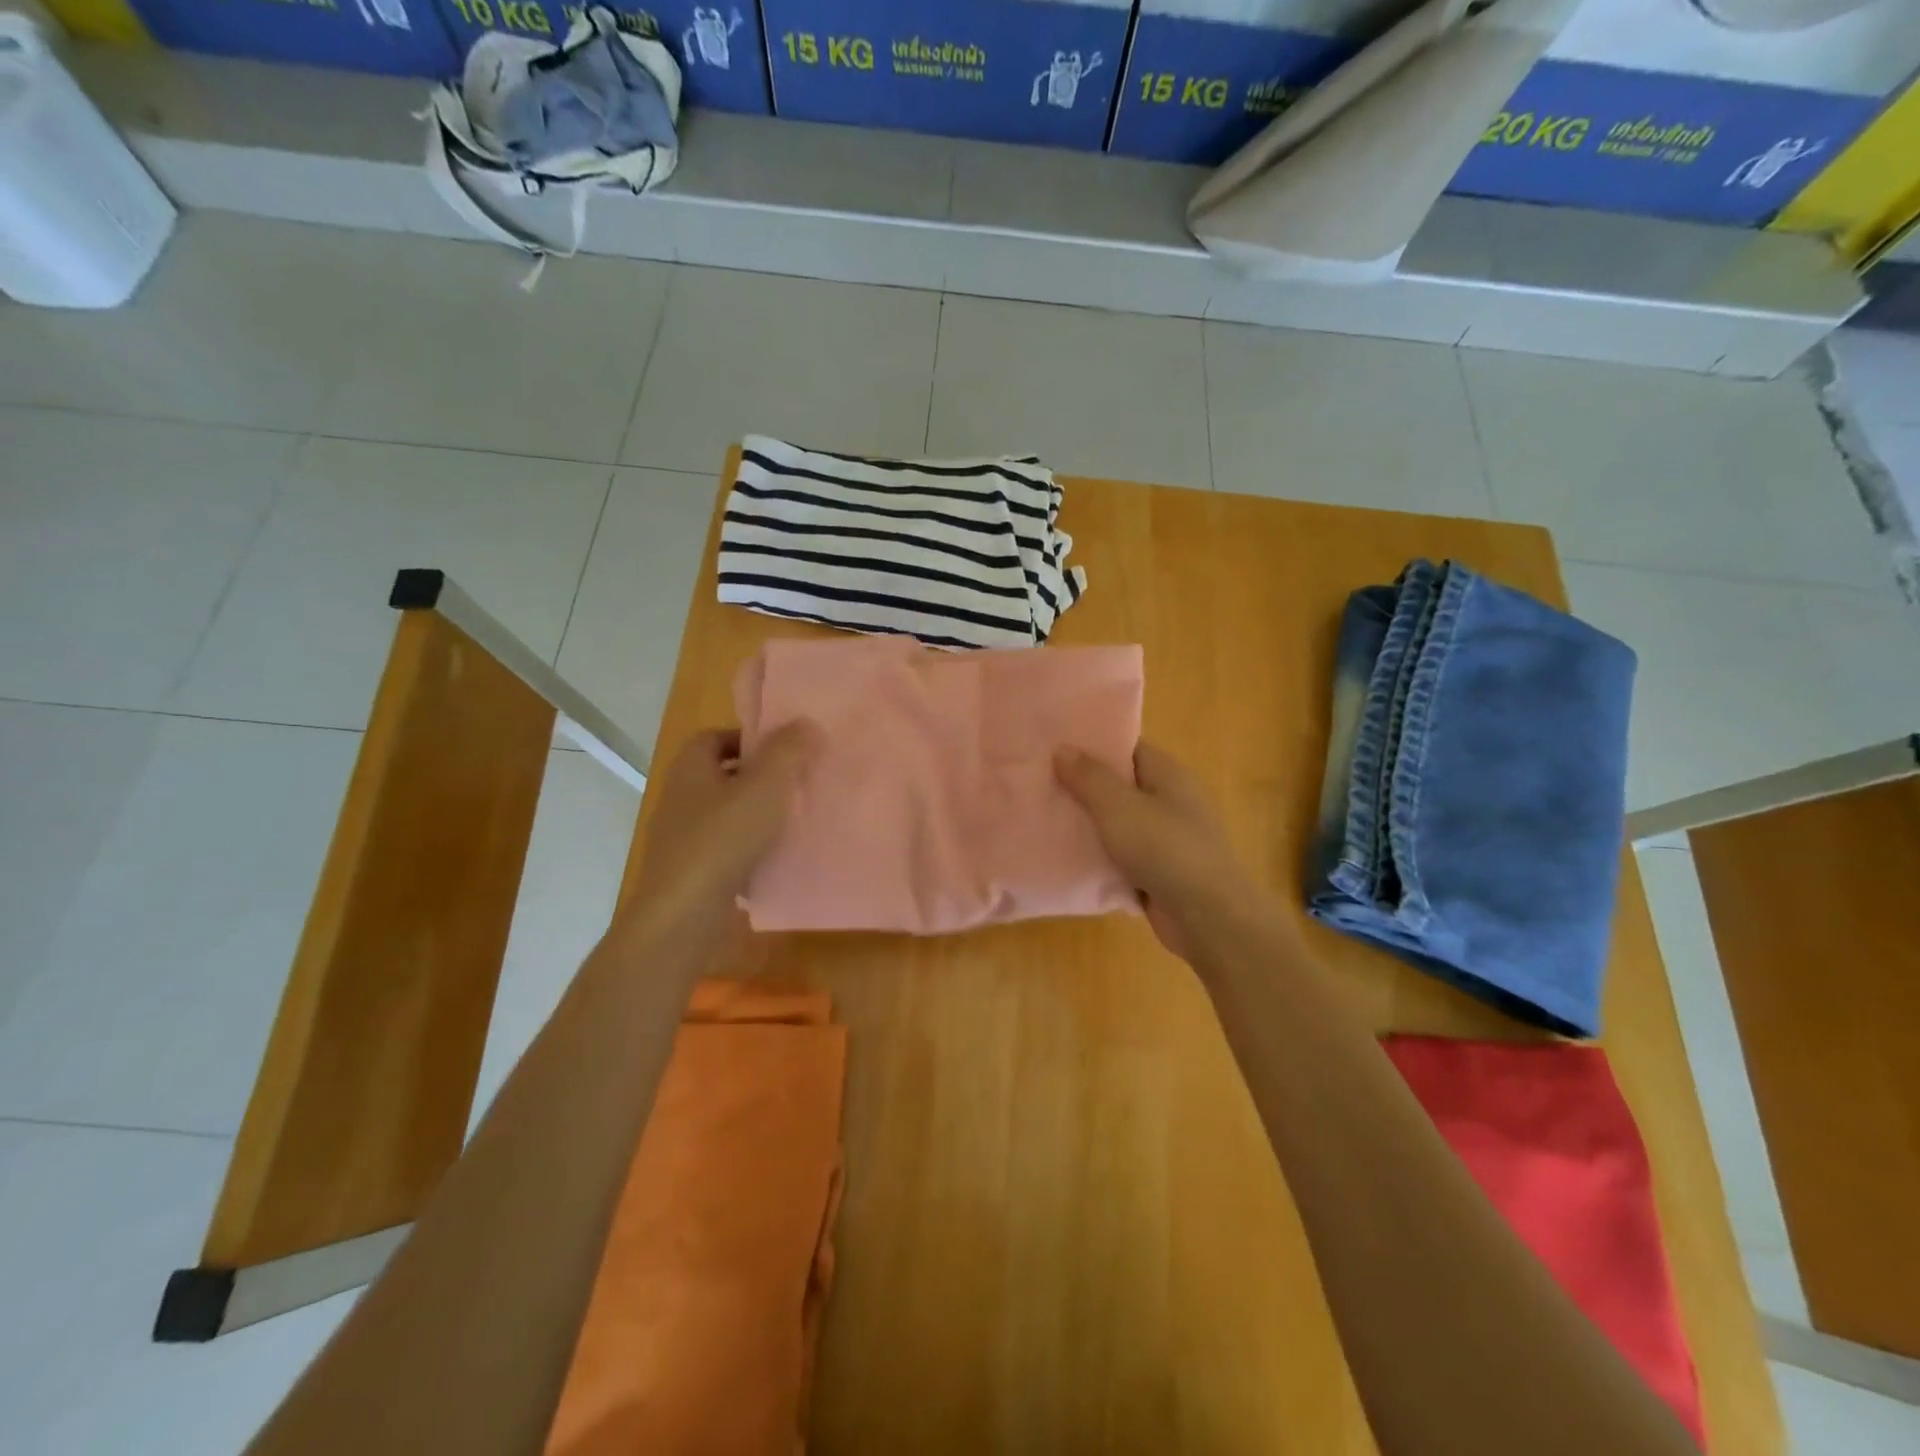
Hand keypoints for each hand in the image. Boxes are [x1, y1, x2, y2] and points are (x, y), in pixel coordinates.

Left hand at [627, 722, 820, 924]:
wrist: (684, 914)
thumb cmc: (724, 838)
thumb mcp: (766, 785)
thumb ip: (788, 751)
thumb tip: (805, 723)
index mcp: (690, 768)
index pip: (715, 737)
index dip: (749, 738)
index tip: (785, 748)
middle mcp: (680, 797)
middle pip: (722, 774)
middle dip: (758, 776)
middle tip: (796, 782)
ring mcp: (681, 837)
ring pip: (725, 813)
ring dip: (756, 814)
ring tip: (793, 820)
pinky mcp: (689, 871)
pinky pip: (724, 848)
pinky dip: (748, 849)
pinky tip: (775, 859)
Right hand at [1055, 741, 1262, 961]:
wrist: (1208, 917)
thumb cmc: (1166, 850)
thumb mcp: (1120, 807)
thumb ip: (1089, 777)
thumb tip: (1063, 748)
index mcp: (1167, 774)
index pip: (1125, 747)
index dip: (1090, 744)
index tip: (1052, 745)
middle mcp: (1168, 801)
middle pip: (1118, 785)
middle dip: (1080, 785)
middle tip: (1036, 782)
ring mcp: (1164, 838)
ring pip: (1116, 823)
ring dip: (1085, 824)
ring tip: (1040, 817)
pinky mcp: (1156, 871)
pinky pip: (1119, 855)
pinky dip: (1096, 856)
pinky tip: (1063, 856)